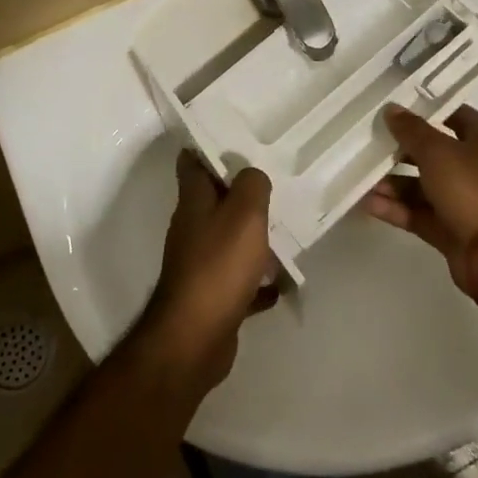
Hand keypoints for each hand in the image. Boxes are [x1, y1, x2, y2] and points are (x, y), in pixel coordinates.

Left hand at [140, 153, 277, 390]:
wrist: (195, 339)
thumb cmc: (219, 266)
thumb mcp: (245, 213)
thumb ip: (253, 185)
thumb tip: (253, 175)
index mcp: (193, 202)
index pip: (193, 162)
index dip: (210, 146)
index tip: (239, 137)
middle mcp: (192, 229)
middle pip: (215, 201)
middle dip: (242, 192)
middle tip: (275, 181)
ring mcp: (200, 264)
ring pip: (229, 240)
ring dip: (253, 237)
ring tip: (285, 228)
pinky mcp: (211, 297)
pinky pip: (238, 280)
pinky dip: (257, 280)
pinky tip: (279, 282)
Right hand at [362, 105, 477, 298]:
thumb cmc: (474, 189)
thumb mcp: (439, 152)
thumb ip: (412, 131)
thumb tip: (391, 109)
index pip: (452, 115)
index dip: (425, 109)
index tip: (393, 107)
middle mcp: (474, 167)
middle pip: (433, 152)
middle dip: (401, 149)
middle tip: (368, 142)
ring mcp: (463, 201)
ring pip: (422, 186)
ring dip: (393, 182)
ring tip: (361, 176)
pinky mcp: (450, 230)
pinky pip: (418, 214)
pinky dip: (396, 209)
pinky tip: (367, 202)